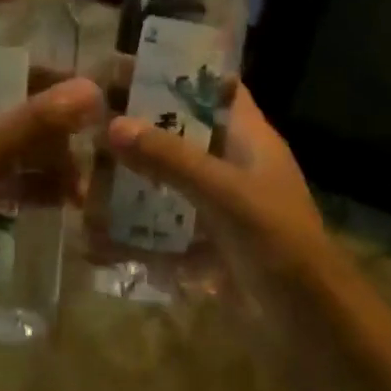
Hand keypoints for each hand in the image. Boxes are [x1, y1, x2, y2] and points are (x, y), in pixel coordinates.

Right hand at [102, 85, 337, 299]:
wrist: (310, 325)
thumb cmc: (277, 242)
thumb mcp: (224, 193)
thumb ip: (170, 159)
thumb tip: (113, 125)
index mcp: (249, 138)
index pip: (214, 86)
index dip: (176, 71)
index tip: (124, 65)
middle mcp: (232, 165)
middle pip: (181, 133)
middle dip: (138, 129)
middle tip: (87, 122)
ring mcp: (219, 207)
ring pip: (166, 182)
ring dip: (129, 184)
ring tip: (80, 179)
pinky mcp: (207, 245)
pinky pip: (162, 230)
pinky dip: (133, 235)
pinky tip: (93, 241)